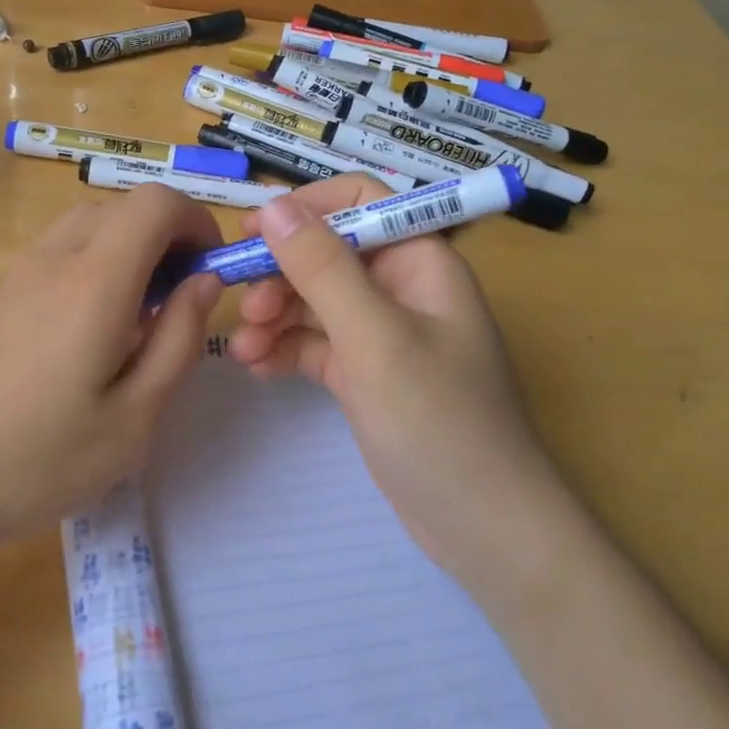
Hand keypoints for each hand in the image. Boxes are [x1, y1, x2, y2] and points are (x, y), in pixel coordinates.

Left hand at [0, 184, 223, 558]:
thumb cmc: (37, 460)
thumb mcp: (133, 419)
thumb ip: (178, 340)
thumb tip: (205, 282)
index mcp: (95, 280)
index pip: (156, 203)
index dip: (196, 222)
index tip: (210, 271)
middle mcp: (53, 258)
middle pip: (122, 207)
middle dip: (165, 237)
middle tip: (178, 300)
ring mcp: (15, 272)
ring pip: (87, 226)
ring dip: (127, 250)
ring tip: (136, 320)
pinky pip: (57, 253)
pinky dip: (92, 265)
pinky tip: (86, 333)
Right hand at [228, 175, 571, 597]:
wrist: (483, 528)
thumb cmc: (439, 421)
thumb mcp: (375, 338)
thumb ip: (322, 268)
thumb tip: (272, 207)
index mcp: (420, 261)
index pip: (360, 201)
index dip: (306, 208)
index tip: (252, 232)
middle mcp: (401, 288)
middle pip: (327, 254)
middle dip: (281, 274)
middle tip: (245, 308)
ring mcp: (382, 334)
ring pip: (314, 301)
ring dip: (275, 316)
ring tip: (244, 348)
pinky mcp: (364, 374)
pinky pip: (315, 344)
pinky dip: (284, 350)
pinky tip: (255, 368)